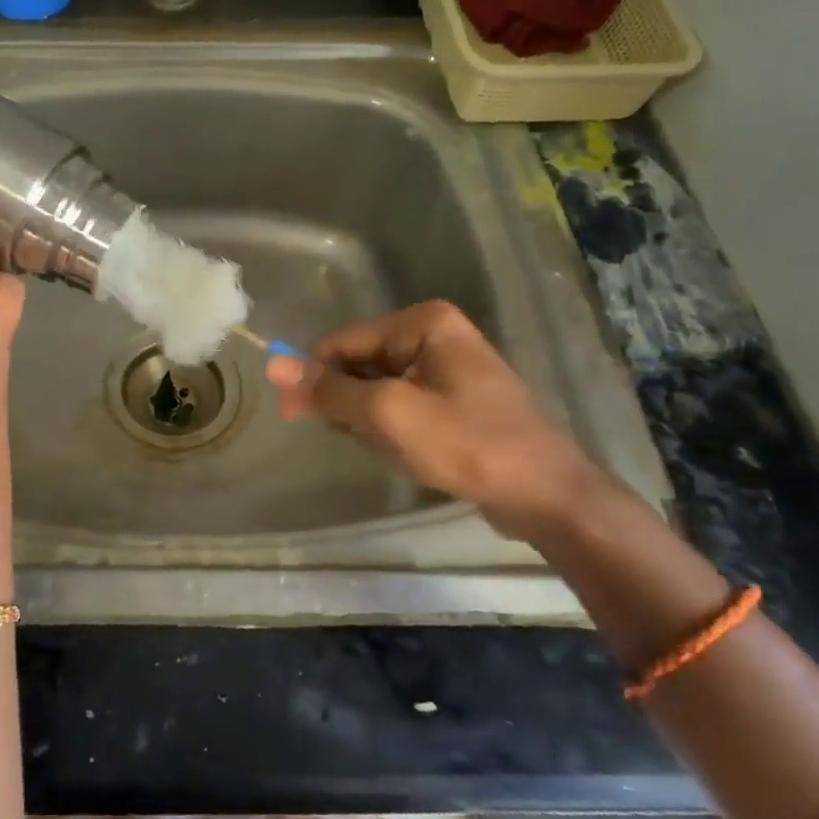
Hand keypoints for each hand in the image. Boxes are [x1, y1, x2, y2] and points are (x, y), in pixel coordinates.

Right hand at [265, 300, 612, 546]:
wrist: (546, 496)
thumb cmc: (467, 444)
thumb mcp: (388, 415)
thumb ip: (329, 390)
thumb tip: (272, 363)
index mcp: (422, 323)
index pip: (341, 342)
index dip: (315, 378)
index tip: (295, 416)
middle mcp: (434, 335)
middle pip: (359, 363)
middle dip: (350, 403)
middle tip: (361, 439)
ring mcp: (447, 368)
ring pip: (376, 389)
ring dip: (371, 421)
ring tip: (394, 449)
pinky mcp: (454, 399)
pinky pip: (401, 405)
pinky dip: (392, 429)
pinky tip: (409, 454)